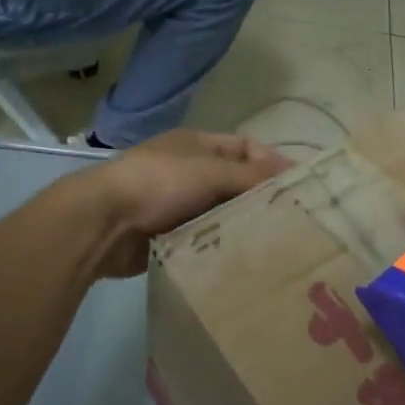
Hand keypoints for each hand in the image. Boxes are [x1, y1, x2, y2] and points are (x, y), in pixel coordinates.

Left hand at [85, 131, 288, 276]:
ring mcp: (177, 204)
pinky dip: (223, 245)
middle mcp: (189, 171)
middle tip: (297, 221)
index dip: (273, 162)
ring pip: (222, 213)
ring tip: (278, 244)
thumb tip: (290, 177)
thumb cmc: (159, 183)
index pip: (246, 148)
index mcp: (198, 145)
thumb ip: (251, 175)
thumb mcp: (210, 171)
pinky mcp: (169, 236)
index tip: (301, 186)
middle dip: (262, 198)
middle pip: (236, 182)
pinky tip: (246, 259)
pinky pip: (206, 238)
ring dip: (243, 224)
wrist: (103, 223)